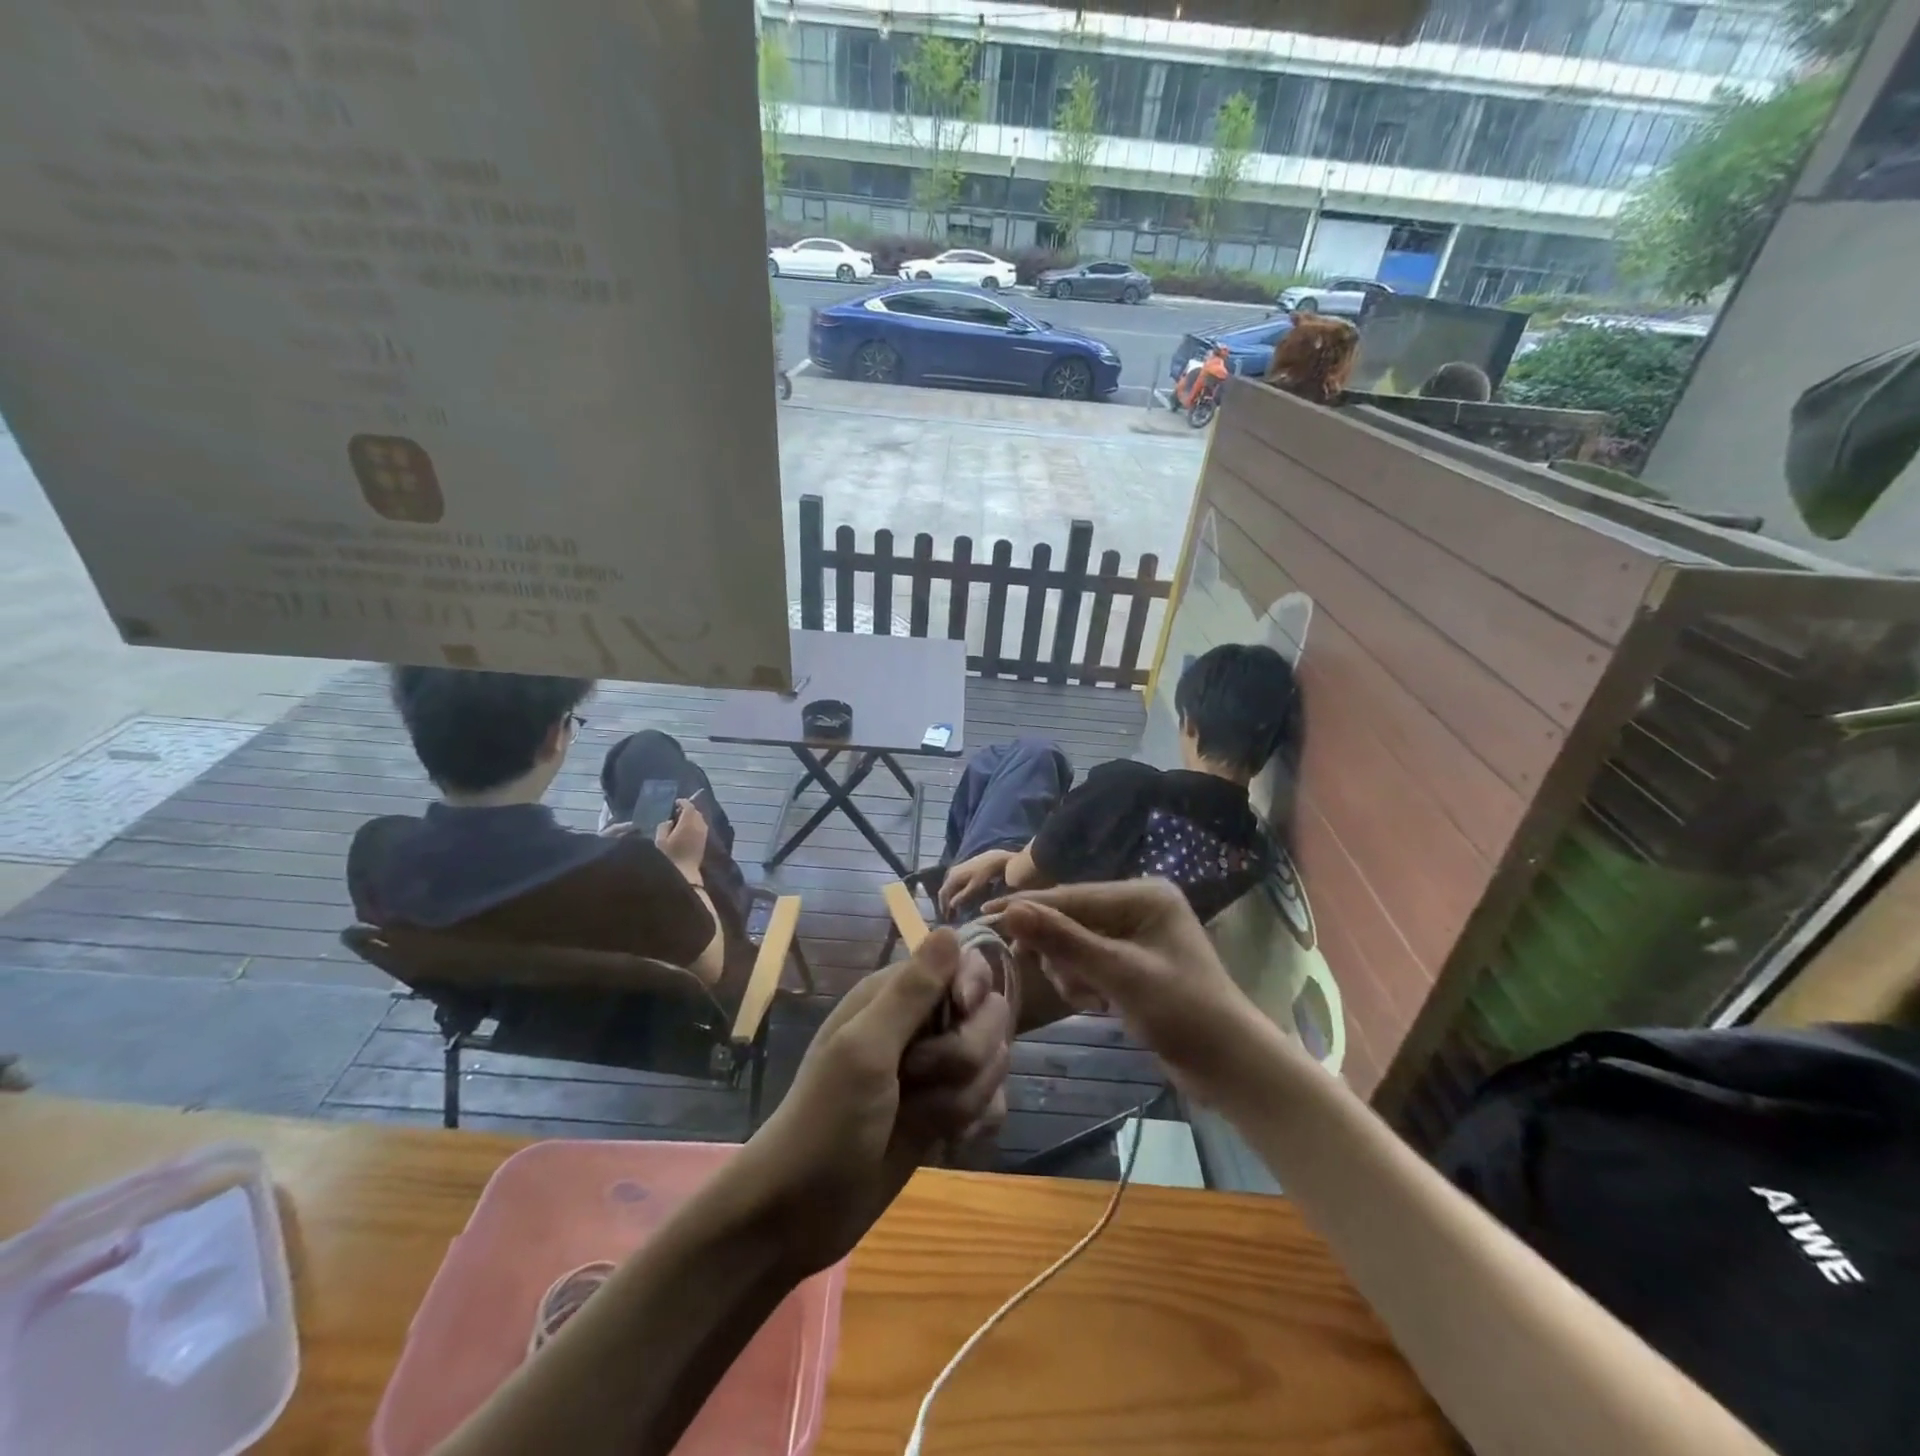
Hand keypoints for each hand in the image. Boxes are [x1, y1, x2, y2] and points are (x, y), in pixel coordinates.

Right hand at [655, 799, 707, 874]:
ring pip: (700, 819)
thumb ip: (664, 826)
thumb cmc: (669, 856)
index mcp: (689, 822)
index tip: (676, 802)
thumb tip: (670, 821)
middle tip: (677, 812)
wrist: (685, 872)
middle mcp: (699, 825)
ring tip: (681, 821)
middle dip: (688, 809)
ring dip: (692, 817)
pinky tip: (687, 830)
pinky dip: (695, 825)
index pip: (689, 806)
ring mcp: (704, 833)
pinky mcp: (704, 841)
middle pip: (696, 812)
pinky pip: (701, 827)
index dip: (683, 802)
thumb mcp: (660, 840)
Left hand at [736, 930, 1009, 1276]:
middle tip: (918, 1080)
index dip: (973, 989)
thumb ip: (911, 992)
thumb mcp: (865, 1051)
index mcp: (894, 996)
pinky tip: (950, 1143)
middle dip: (966, 1055)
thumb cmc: (826, 1123)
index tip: (962, 1014)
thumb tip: (949, 929)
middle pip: (988, 1016)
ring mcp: (935, 1071)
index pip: (964, 965)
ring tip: (923, 1120)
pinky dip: (976, 1121)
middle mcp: (919, 1025)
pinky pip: (990, 1101)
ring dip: (965, 1097)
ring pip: (992, 1062)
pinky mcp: (944, 1111)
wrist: (800, 1215)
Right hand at [938, 848, 1013, 916]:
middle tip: (951, 917)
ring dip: (952, 899)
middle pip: (945, 891)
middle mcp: (951, 872)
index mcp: (952, 877)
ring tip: (956, 911)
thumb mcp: (975, 887)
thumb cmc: (986, 874)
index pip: (943, 894)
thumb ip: (962, 896)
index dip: (943, 907)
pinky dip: (956, 893)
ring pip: (950, 887)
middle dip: (947, 904)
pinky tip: (961, 899)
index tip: (947, 919)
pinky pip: (955, 884)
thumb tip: (951, 905)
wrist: (994, 858)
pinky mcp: (962, 869)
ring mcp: (957, 870)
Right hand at [990, 879, 1257, 1098]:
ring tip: (1090, 999)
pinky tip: (1097, 1004)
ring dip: (1072, 971)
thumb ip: (1064, 940)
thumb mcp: (1119, 974)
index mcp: (1144, 895)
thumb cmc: (1181, 1013)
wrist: (1229, 1066)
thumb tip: (1010, 910)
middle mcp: (1139, 905)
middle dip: (1060, 952)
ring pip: (1076, 942)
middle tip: (1059, 980)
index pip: (1074, 896)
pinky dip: (1084, 981)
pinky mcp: (1133, 960)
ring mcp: (1137, 933)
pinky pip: (1089, 960)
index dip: (1030, 908)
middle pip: (1073, 917)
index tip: (986, 915)